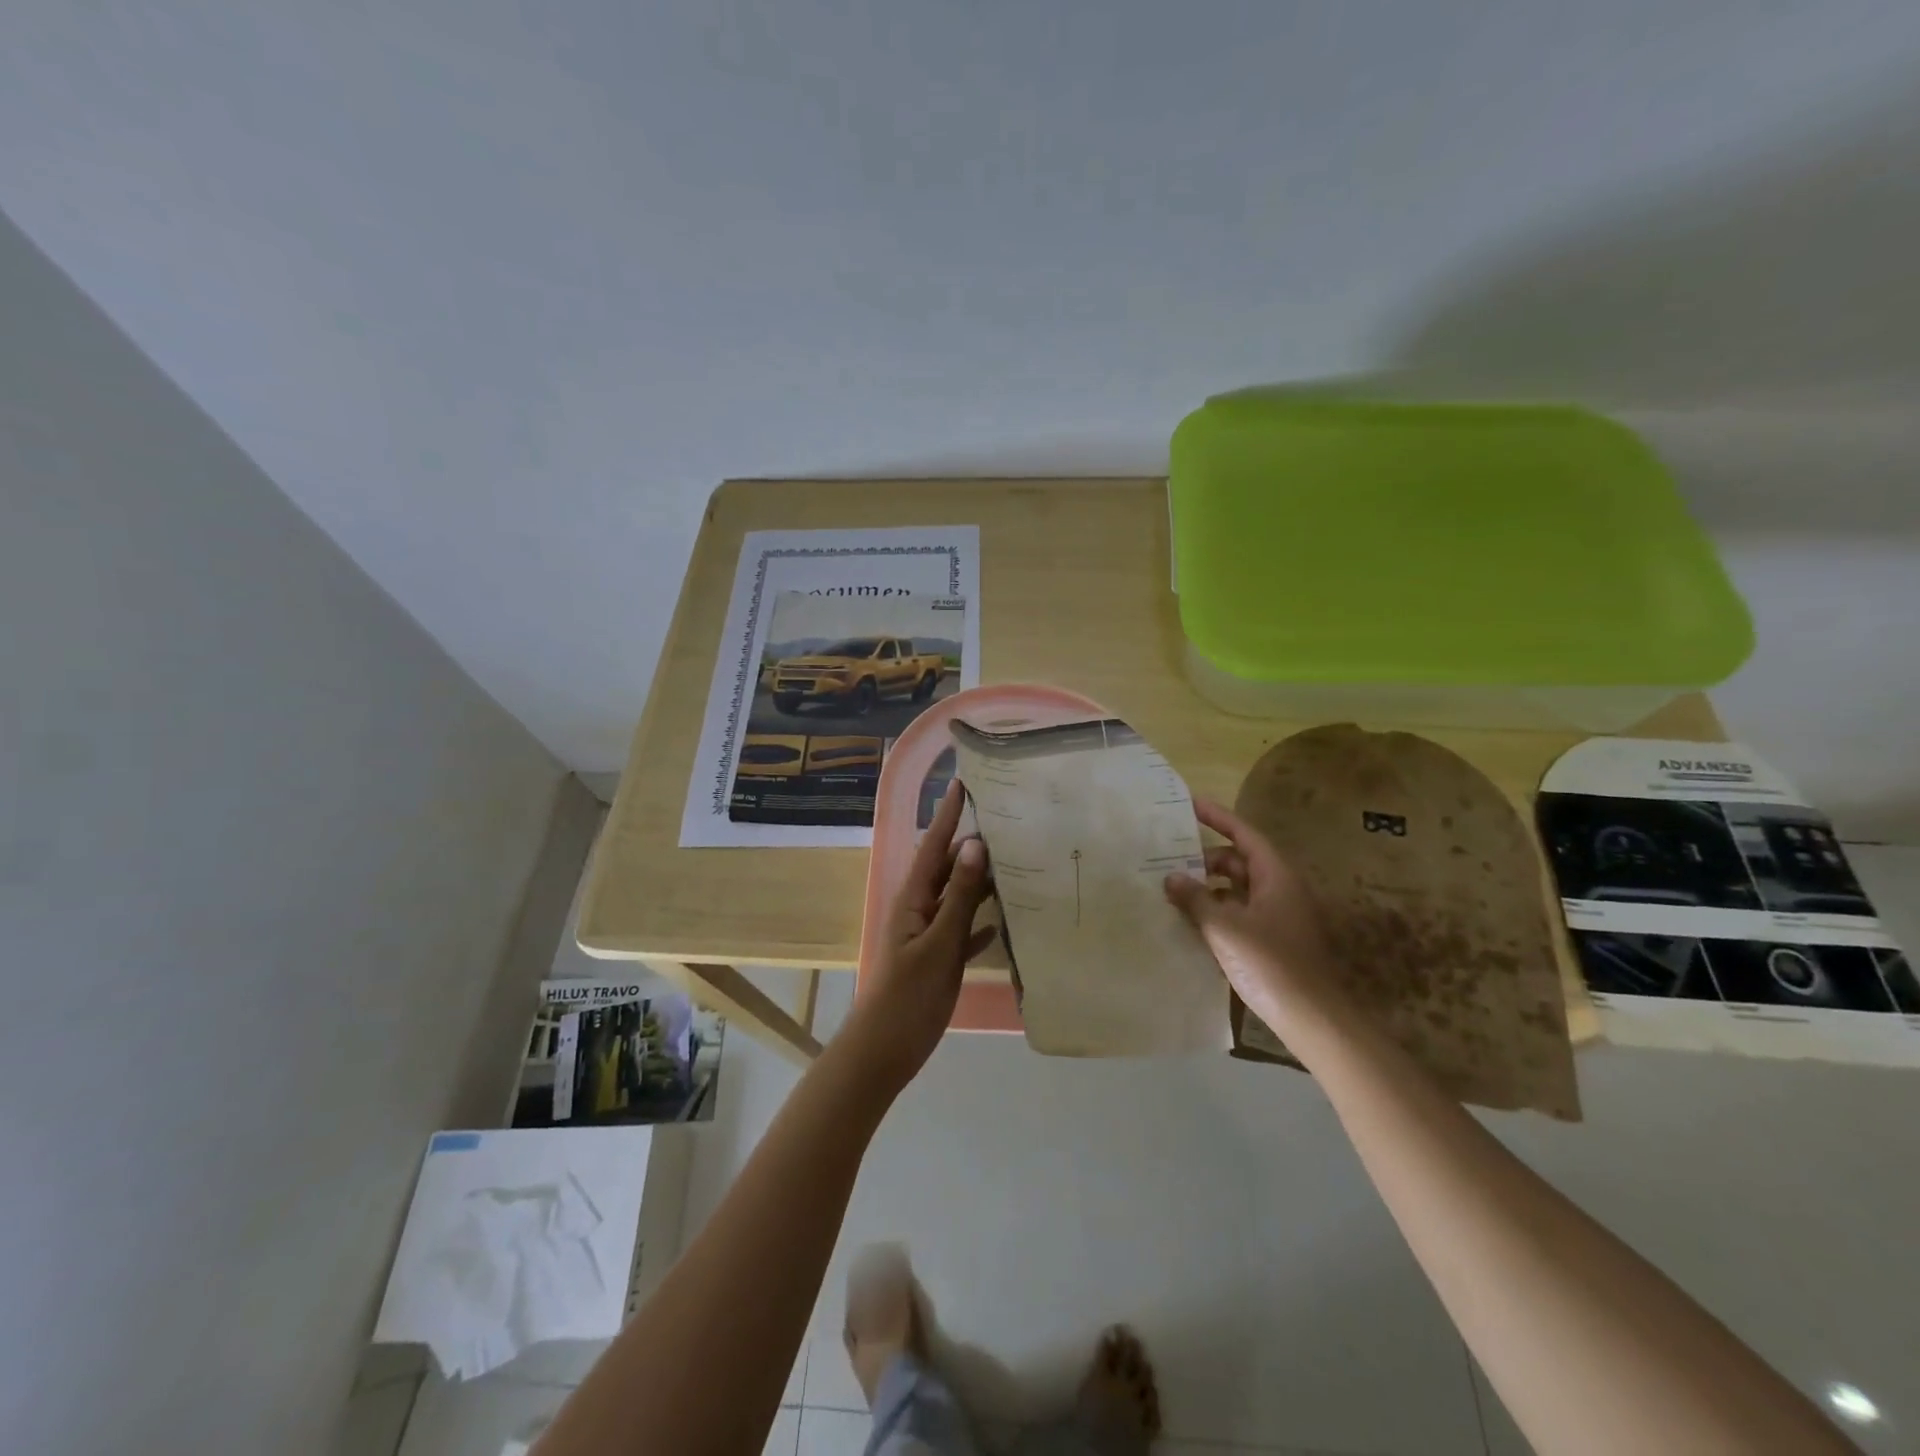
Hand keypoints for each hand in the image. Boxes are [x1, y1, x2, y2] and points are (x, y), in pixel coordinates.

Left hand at [844, 781, 996, 1089]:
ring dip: (980, 882)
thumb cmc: (909, 996)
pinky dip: (979, 923)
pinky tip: (1002, 921)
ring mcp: (927, 935)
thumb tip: (975, 844)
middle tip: (1007, 823)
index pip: (934, 846)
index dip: (948, 815)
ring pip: (957, 898)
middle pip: (948, 869)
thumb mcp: (938, 944)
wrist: (884, 1051)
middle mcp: (919, 909)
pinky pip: (961, 930)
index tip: (963, 783)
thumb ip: (959, 897)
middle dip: (972, 846)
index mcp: (913, 899)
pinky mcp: (936, 959)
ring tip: (1013, 863)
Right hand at [1163, 798, 1349, 1042]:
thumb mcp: (1225, 927)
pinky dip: (1217, 910)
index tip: (1191, 804)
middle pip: (1240, 861)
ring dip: (1208, 887)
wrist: (1311, 1018)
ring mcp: (1279, 916)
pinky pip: (1240, 912)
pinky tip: (1191, 921)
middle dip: (1205, 858)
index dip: (1218, 817)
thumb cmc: (1269, 963)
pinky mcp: (1274, 941)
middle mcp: (1281, 889)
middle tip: (1170, 858)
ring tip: (1173, 890)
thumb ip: (1195, 898)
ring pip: (1239, 889)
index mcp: (1276, 876)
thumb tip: (1171, 877)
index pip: (1244, 834)